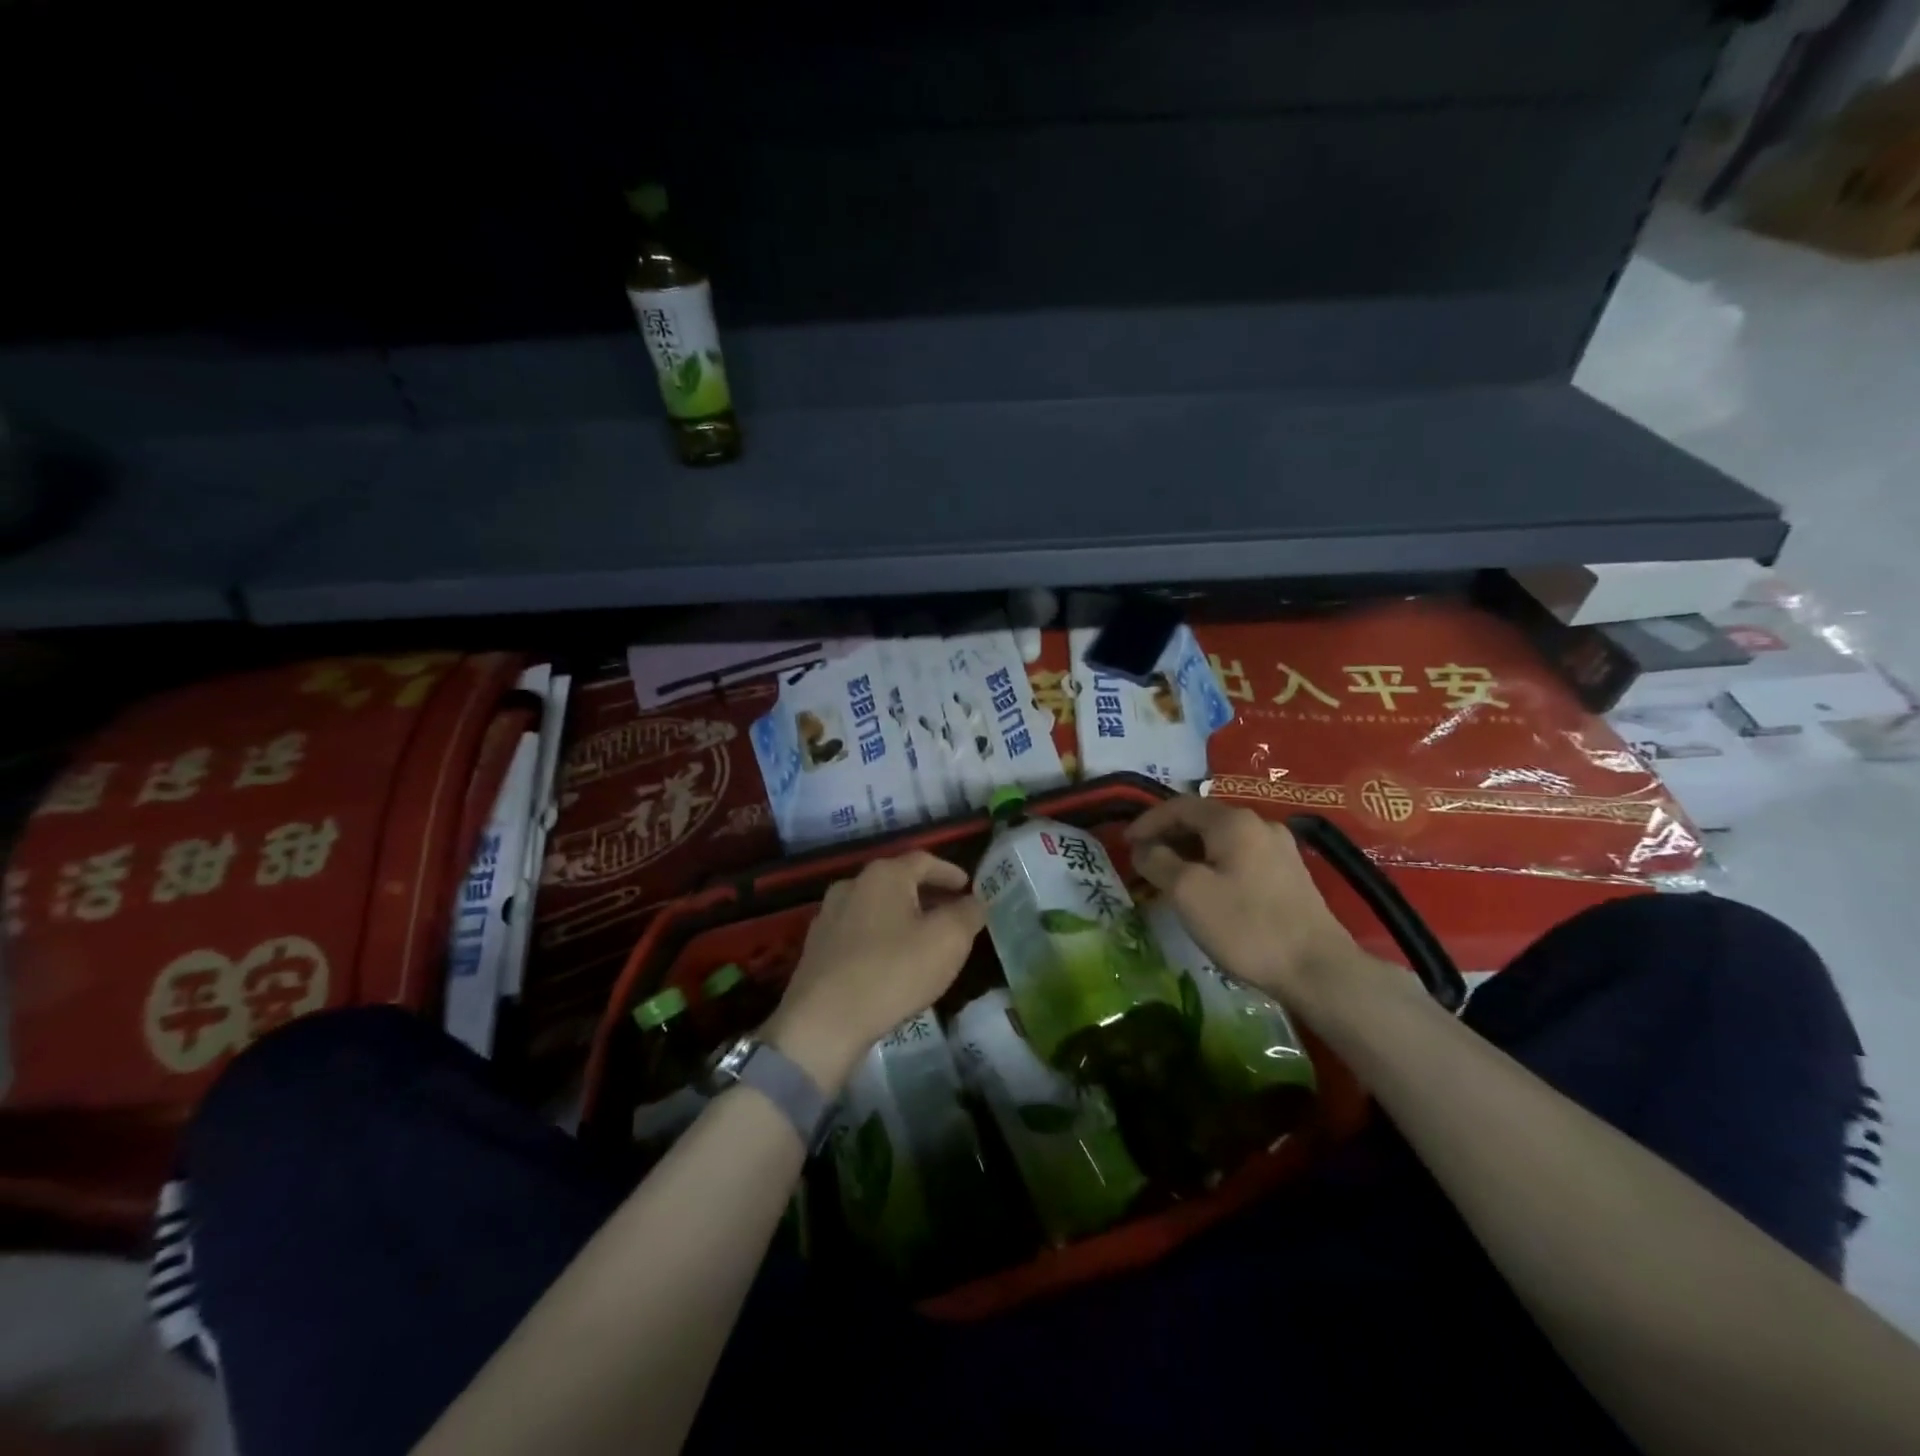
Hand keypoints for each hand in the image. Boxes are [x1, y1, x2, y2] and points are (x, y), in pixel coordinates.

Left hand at [764, 852, 985, 1090]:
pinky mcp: (817, 946)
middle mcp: (852, 885)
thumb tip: (975, 902)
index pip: (924, 860)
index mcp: (884, 875)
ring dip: (902, 916)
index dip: (949, 872)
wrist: (823, 1021)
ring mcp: (829, 915)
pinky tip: (890, 960)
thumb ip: (967, 914)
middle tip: (950, 912)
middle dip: (927, 894)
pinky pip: (858, 931)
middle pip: (898, 881)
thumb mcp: (947, 941)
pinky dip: (880, 936)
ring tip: (923, 938)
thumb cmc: (893, 971)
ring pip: (876, 906)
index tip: (967, 886)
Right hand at [1126, 795, 1360, 1007]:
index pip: (1179, 806)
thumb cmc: (1245, 925)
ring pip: (1222, 841)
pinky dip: (1214, 865)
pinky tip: (1207, 890)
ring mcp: (1280, 849)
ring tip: (1169, 877)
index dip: (1148, 821)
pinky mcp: (1291, 875)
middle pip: (1202, 820)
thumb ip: (1158, 862)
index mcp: (1233, 821)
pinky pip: (1241, 858)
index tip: (1125, 843)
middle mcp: (1259, 824)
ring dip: (1191, 853)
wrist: (1317, 969)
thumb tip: (1143, 848)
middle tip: (1143, 861)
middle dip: (1168, 837)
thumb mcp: (1187, 892)